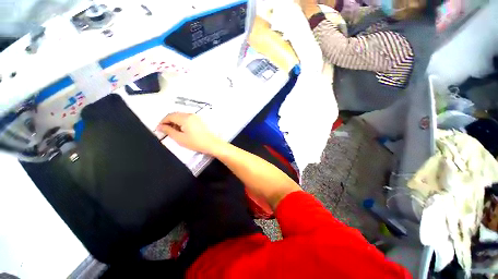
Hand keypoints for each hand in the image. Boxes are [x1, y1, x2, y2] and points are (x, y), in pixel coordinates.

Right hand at [156, 112, 223, 154]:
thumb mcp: (180, 138)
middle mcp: (191, 115)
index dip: (162, 122)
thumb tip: (161, 127)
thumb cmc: (197, 142)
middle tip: (165, 130)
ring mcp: (197, 117)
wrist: (212, 144)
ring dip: (176, 122)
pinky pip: (188, 118)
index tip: (159, 128)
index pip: (169, 116)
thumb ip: (168, 131)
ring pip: (182, 116)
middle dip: (169, 121)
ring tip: (175, 132)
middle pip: (175, 115)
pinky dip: (182, 122)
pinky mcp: (200, 120)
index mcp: (185, 118)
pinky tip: (183, 130)